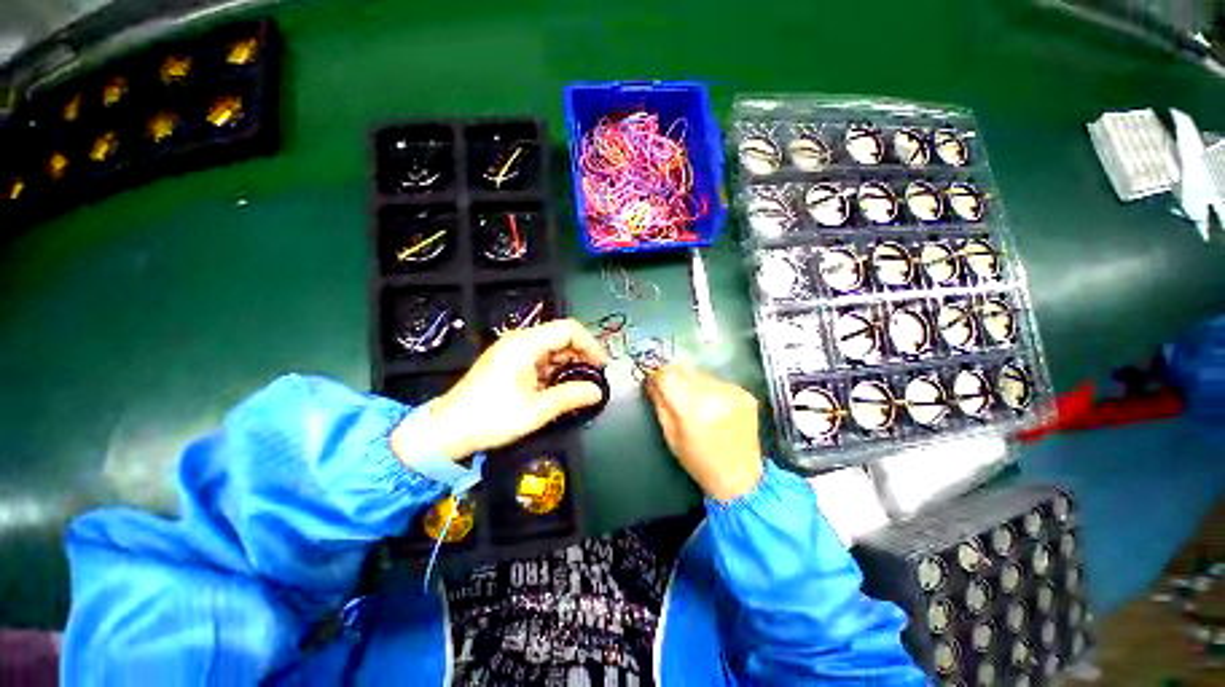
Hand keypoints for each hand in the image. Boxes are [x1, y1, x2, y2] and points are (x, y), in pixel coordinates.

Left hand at [392, 319, 607, 463]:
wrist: (446, 431)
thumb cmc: (490, 418)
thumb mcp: (536, 410)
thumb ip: (570, 397)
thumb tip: (596, 392)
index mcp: (525, 344)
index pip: (568, 329)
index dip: (590, 344)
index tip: (601, 365)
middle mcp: (519, 341)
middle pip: (560, 336)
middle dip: (581, 354)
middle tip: (593, 377)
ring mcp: (512, 350)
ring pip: (551, 348)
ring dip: (569, 363)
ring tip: (579, 385)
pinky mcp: (508, 362)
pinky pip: (540, 358)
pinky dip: (554, 369)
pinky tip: (559, 387)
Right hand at [644, 365, 763, 501]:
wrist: (740, 477)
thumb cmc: (698, 461)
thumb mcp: (670, 435)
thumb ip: (660, 404)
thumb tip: (650, 381)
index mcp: (691, 408)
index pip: (667, 375)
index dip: (657, 375)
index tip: (653, 379)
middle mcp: (713, 394)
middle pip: (684, 370)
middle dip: (675, 378)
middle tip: (673, 392)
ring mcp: (732, 392)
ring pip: (702, 374)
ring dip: (694, 383)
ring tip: (696, 403)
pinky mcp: (745, 394)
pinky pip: (719, 382)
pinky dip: (712, 390)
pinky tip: (715, 407)